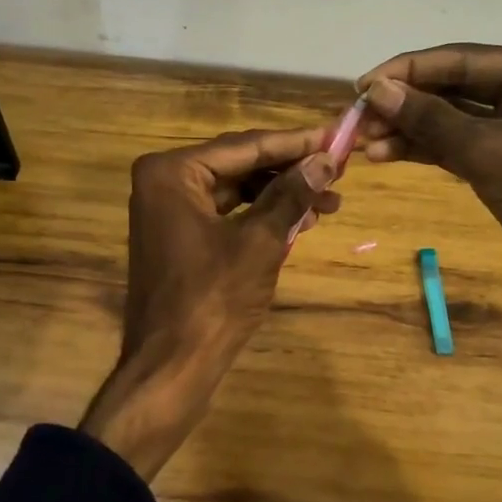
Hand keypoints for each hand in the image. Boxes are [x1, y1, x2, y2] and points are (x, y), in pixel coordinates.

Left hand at [81, 127, 339, 477]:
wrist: (172, 366)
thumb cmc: (213, 299)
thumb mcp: (260, 242)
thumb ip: (292, 195)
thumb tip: (326, 160)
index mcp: (172, 172)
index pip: (246, 146)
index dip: (295, 142)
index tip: (337, 135)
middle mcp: (164, 182)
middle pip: (239, 164)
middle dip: (290, 170)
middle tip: (338, 171)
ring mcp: (168, 211)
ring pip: (235, 190)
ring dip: (280, 195)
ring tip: (329, 201)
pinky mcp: (179, 238)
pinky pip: (226, 214)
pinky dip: (260, 216)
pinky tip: (300, 221)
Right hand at [358, 44, 501, 352]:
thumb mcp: (487, 152)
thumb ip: (429, 118)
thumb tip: (375, 90)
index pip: (463, 59)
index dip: (408, 71)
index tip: (361, 85)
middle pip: (455, 86)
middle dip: (405, 103)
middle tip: (357, 119)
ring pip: (453, 118)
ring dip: (409, 129)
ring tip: (362, 142)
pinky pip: (459, 144)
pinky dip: (425, 149)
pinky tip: (385, 154)